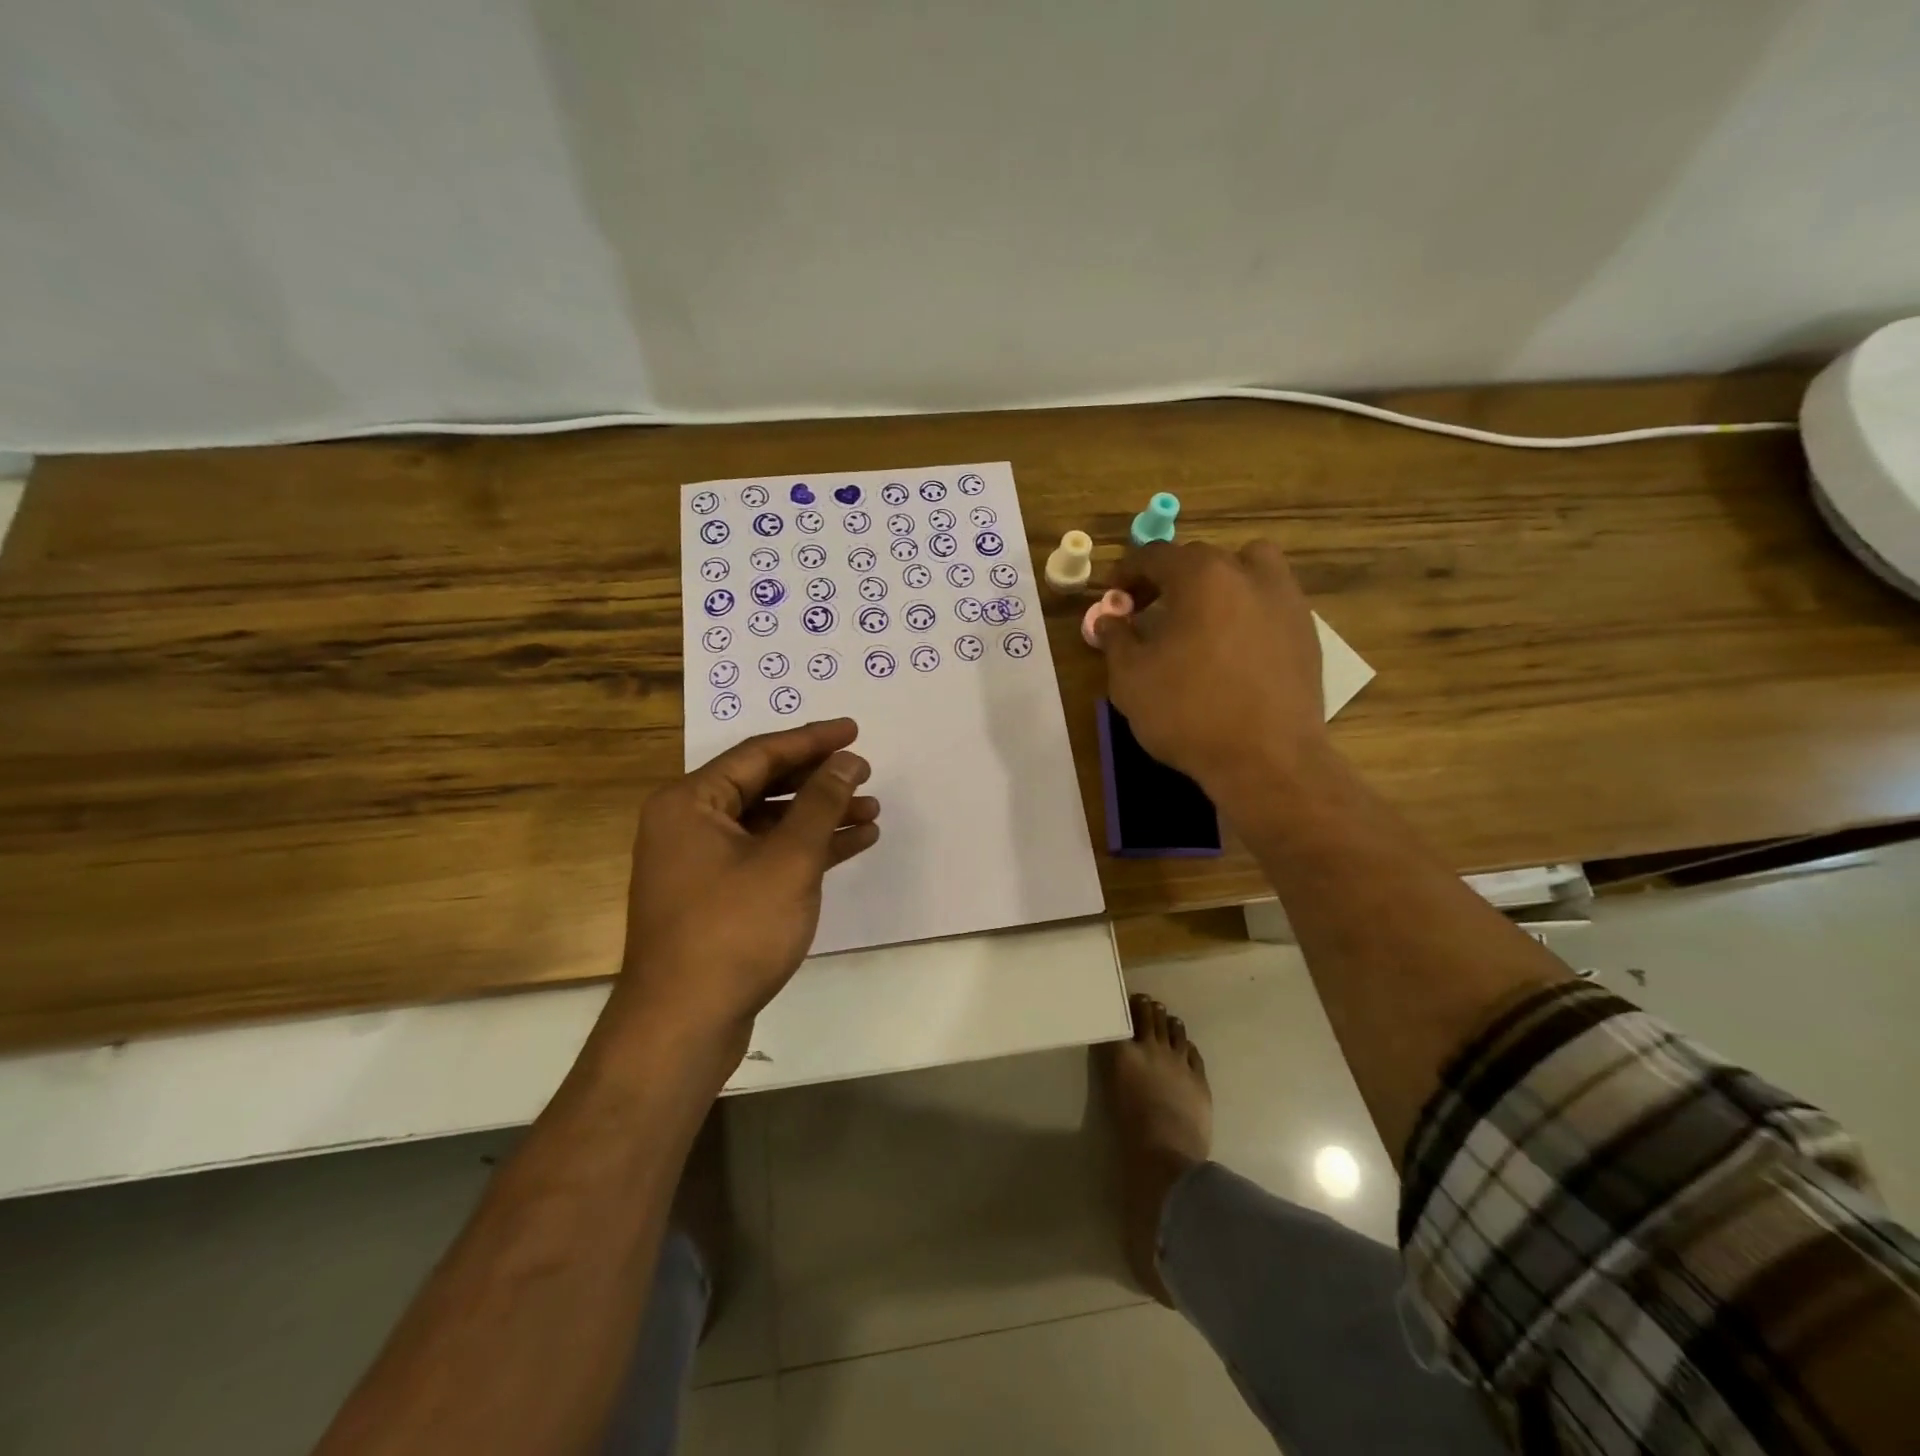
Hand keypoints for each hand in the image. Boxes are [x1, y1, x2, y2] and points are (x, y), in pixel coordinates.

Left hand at [613, 719, 879, 1051]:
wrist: (683, 1025)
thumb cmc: (734, 930)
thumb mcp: (788, 860)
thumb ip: (821, 803)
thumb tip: (847, 761)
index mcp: (691, 802)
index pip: (759, 753)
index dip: (812, 740)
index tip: (854, 731)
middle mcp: (689, 824)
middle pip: (764, 785)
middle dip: (818, 780)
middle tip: (865, 772)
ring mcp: (701, 862)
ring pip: (770, 823)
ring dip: (819, 816)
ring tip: (870, 811)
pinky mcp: (717, 895)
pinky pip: (767, 855)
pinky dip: (806, 849)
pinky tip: (851, 844)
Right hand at [1097, 540, 1328, 800]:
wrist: (1267, 759)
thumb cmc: (1189, 712)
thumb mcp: (1131, 678)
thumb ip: (1116, 639)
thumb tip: (1109, 619)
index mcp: (1202, 576)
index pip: (1155, 555)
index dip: (1127, 572)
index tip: (1114, 596)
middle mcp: (1249, 575)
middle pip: (1201, 558)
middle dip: (1169, 578)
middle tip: (1149, 609)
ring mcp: (1286, 601)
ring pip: (1248, 568)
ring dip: (1219, 581)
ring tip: (1201, 617)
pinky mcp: (1307, 632)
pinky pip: (1270, 602)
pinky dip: (1246, 609)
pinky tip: (1231, 647)